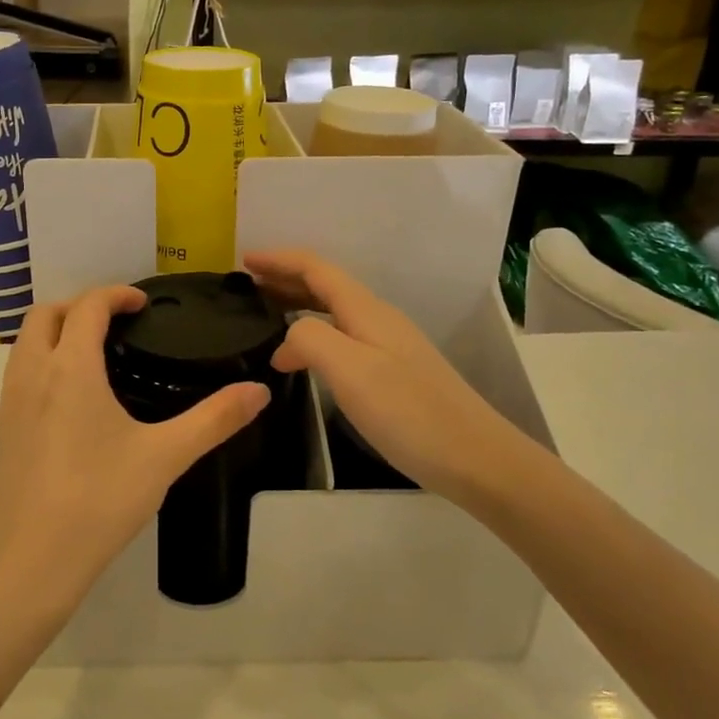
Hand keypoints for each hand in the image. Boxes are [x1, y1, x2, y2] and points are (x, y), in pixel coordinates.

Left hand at [0, 285, 269, 614]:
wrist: (31, 563)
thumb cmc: (99, 501)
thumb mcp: (165, 457)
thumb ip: (214, 419)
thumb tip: (259, 390)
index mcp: (69, 368)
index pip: (87, 306)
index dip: (115, 294)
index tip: (143, 303)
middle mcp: (31, 374)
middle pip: (44, 314)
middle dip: (79, 305)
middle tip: (117, 323)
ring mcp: (8, 403)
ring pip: (25, 343)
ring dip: (55, 331)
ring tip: (96, 354)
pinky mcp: (1, 431)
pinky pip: (18, 373)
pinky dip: (42, 361)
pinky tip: (71, 399)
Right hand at [244, 249, 520, 503]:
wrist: (475, 458)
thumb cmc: (409, 412)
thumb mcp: (350, 371)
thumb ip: (310, 340)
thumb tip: (286, 341)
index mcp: (366, 311)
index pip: (316, 269)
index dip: (279, 260)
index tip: (243, 261)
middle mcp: (378, 320)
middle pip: (326, 285)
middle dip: (285, 279)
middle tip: (247, 288)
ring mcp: (389, 346)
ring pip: (334, 312)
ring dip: (298, 305)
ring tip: (266, 316)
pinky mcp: (393, 372)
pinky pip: (343, 336)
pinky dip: (314, 334)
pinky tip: (304, 358)